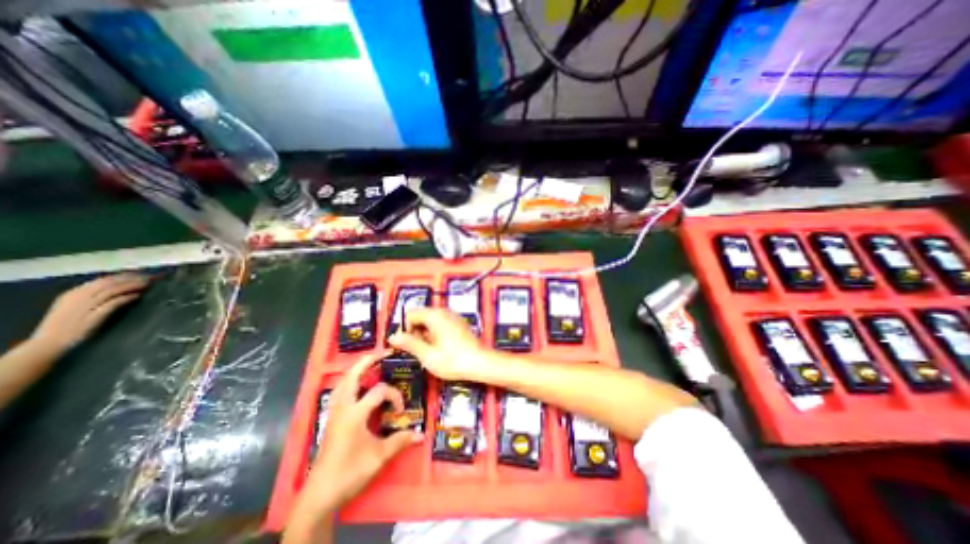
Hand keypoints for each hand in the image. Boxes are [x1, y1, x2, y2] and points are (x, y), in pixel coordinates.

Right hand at [30, 273, 148, 353]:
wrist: (47, 344)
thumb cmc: (66, 325)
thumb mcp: (77, 306)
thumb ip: (94, 297)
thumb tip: (120, 288)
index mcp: (74, 293)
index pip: (103, 280)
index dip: (125, 276)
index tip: (142, 274)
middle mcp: (79, 297)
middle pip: (110, 283)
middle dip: (132, 278)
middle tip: (151, 277)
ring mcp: (84, 306)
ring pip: (112, 290)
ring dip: (132, 286)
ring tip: (148, 284)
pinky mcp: (92, 316)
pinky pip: (112, 304)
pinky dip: (125, 298)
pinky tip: (137, 296)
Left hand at [303, 355, 425, 510]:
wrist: (319, 495)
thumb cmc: (350, 473)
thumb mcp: (379, 457)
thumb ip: (400, 442)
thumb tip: (421, 434)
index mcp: (354, 414)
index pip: (379, 391)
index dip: (394, 395)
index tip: (401, 410)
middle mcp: (343, 408)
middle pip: (352, 376)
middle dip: (367, 362)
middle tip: (382, 353)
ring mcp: (334, 413)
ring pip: (342, 383)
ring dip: (356, 370)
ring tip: (369, 364)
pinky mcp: (331, 419)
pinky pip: (339, 392)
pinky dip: (349, 382)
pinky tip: (356, 386)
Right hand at [390, 308, 487, 380]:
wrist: (481, 363)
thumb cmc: (453, 360)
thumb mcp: (427, 355)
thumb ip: (409, 344)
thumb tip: (393, 337)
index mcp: (434, 315)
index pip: (410, 314)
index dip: (405, 330)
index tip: (406, 347)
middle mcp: (443, 311)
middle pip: (420, 316)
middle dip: (415, 332)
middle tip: (418, 351)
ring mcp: (453, 316)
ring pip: (430, 320)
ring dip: (424, 333)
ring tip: (429, 352)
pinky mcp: (458, 323)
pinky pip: (441, 323)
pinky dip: (435, 333)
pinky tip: (440, 348)